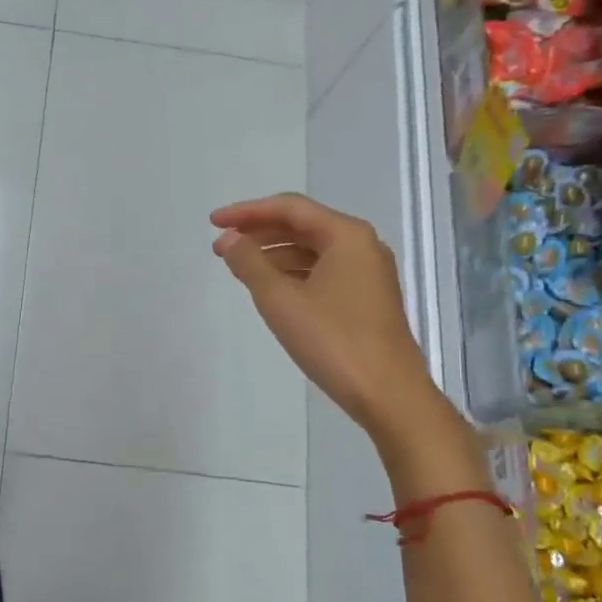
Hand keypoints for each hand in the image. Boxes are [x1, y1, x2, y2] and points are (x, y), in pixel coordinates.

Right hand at [211, 193, 450, 442]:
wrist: (388, 394)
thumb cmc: (333, 340)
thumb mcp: (280, 299)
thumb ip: (249, 263)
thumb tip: (229, 239)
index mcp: (346, 235)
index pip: (289, 208)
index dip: (246, 212)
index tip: (213, 223)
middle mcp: (362, 246)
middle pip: (302, 225)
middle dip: (258, 232)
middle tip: (221, 247)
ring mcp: (368, 273)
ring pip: (312, 250)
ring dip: (273, 254)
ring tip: (239, 268)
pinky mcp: (367, 299)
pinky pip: (323, 272)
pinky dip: (292, 274)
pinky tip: (271, 289)